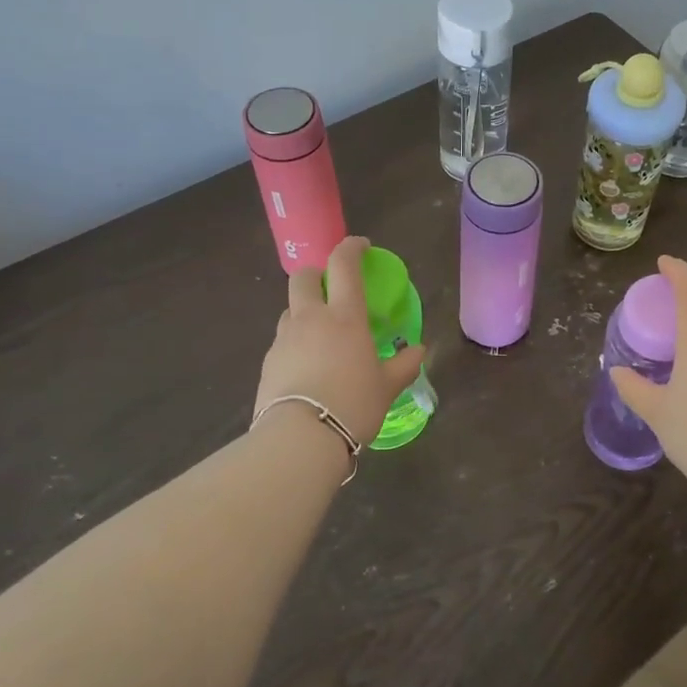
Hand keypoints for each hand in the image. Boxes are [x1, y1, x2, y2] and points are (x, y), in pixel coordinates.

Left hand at [254, 236, 425, 449]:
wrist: (300, 440)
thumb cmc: (353, 405)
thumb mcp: (387, 387)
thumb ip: (404, 365)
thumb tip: (419, 351)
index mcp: (344, 316)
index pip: (344, 265)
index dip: (351, 248)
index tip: (361, 247)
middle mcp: (310, 318)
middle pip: (302, 277)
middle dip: (315, 274)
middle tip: (330, 289)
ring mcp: (284, 339)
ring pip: (290, 310)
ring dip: (304, 312)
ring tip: (321, 337)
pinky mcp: (267, 362)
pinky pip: (282, 342)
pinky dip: (295, 344)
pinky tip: (307, 369)